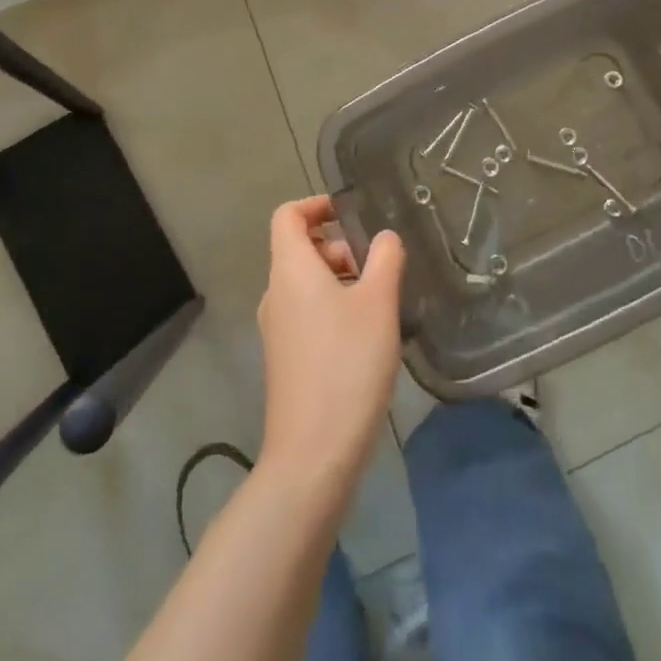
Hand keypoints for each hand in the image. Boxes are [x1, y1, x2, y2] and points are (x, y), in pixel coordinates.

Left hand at [257, 196, 404, 495]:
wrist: (313, 455)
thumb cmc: (347, 365)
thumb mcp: (378, 304)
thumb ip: (384, 258)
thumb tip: (384, 238)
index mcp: (290, 270)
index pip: (287, 215)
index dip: (316, 205)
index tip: (350, 213)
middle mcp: (276, 293)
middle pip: (300, 248)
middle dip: (339, 247)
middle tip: (377, 268)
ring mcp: (277, 329)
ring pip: (307, 283)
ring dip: (341, 279)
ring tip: (380, 304)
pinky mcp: (285, 359)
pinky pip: (308, 313)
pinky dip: (334, 308)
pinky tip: (367, 337)